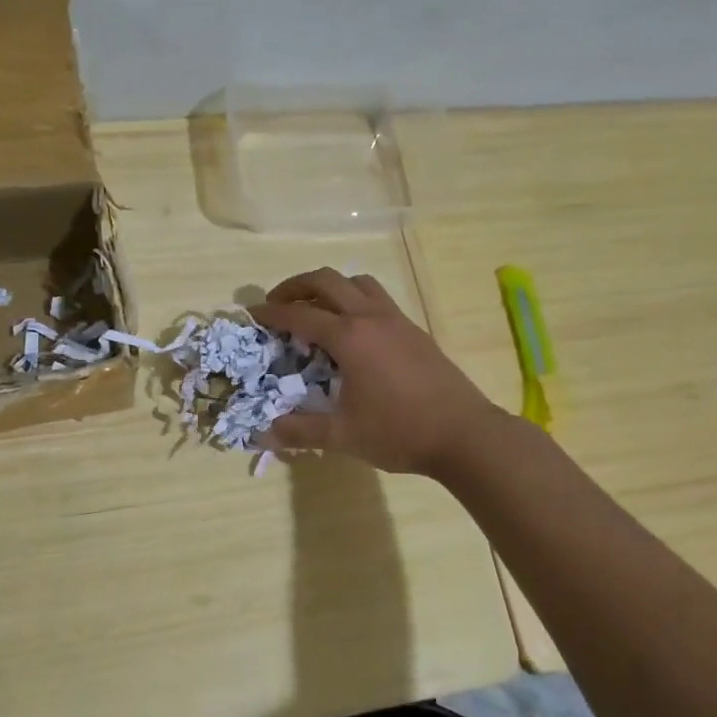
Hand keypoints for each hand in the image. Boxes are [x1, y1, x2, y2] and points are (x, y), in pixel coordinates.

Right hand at [249, 268, 502, 475]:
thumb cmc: (399, 431)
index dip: (272, 313)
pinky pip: (378, 299)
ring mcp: (397, 320)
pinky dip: (355, 300)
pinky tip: (354, 331)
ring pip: (358, 282)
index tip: (252, 315)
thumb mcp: (343, 435)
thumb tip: (263, 434)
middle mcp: (371, 318)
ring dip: (331, 287)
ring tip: (316, 310)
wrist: (465, 434)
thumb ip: (300, 431)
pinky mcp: (415, 331)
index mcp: (349, 337)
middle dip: (296, 286)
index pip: (300, 315)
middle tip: (278, 304)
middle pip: (327, 280)